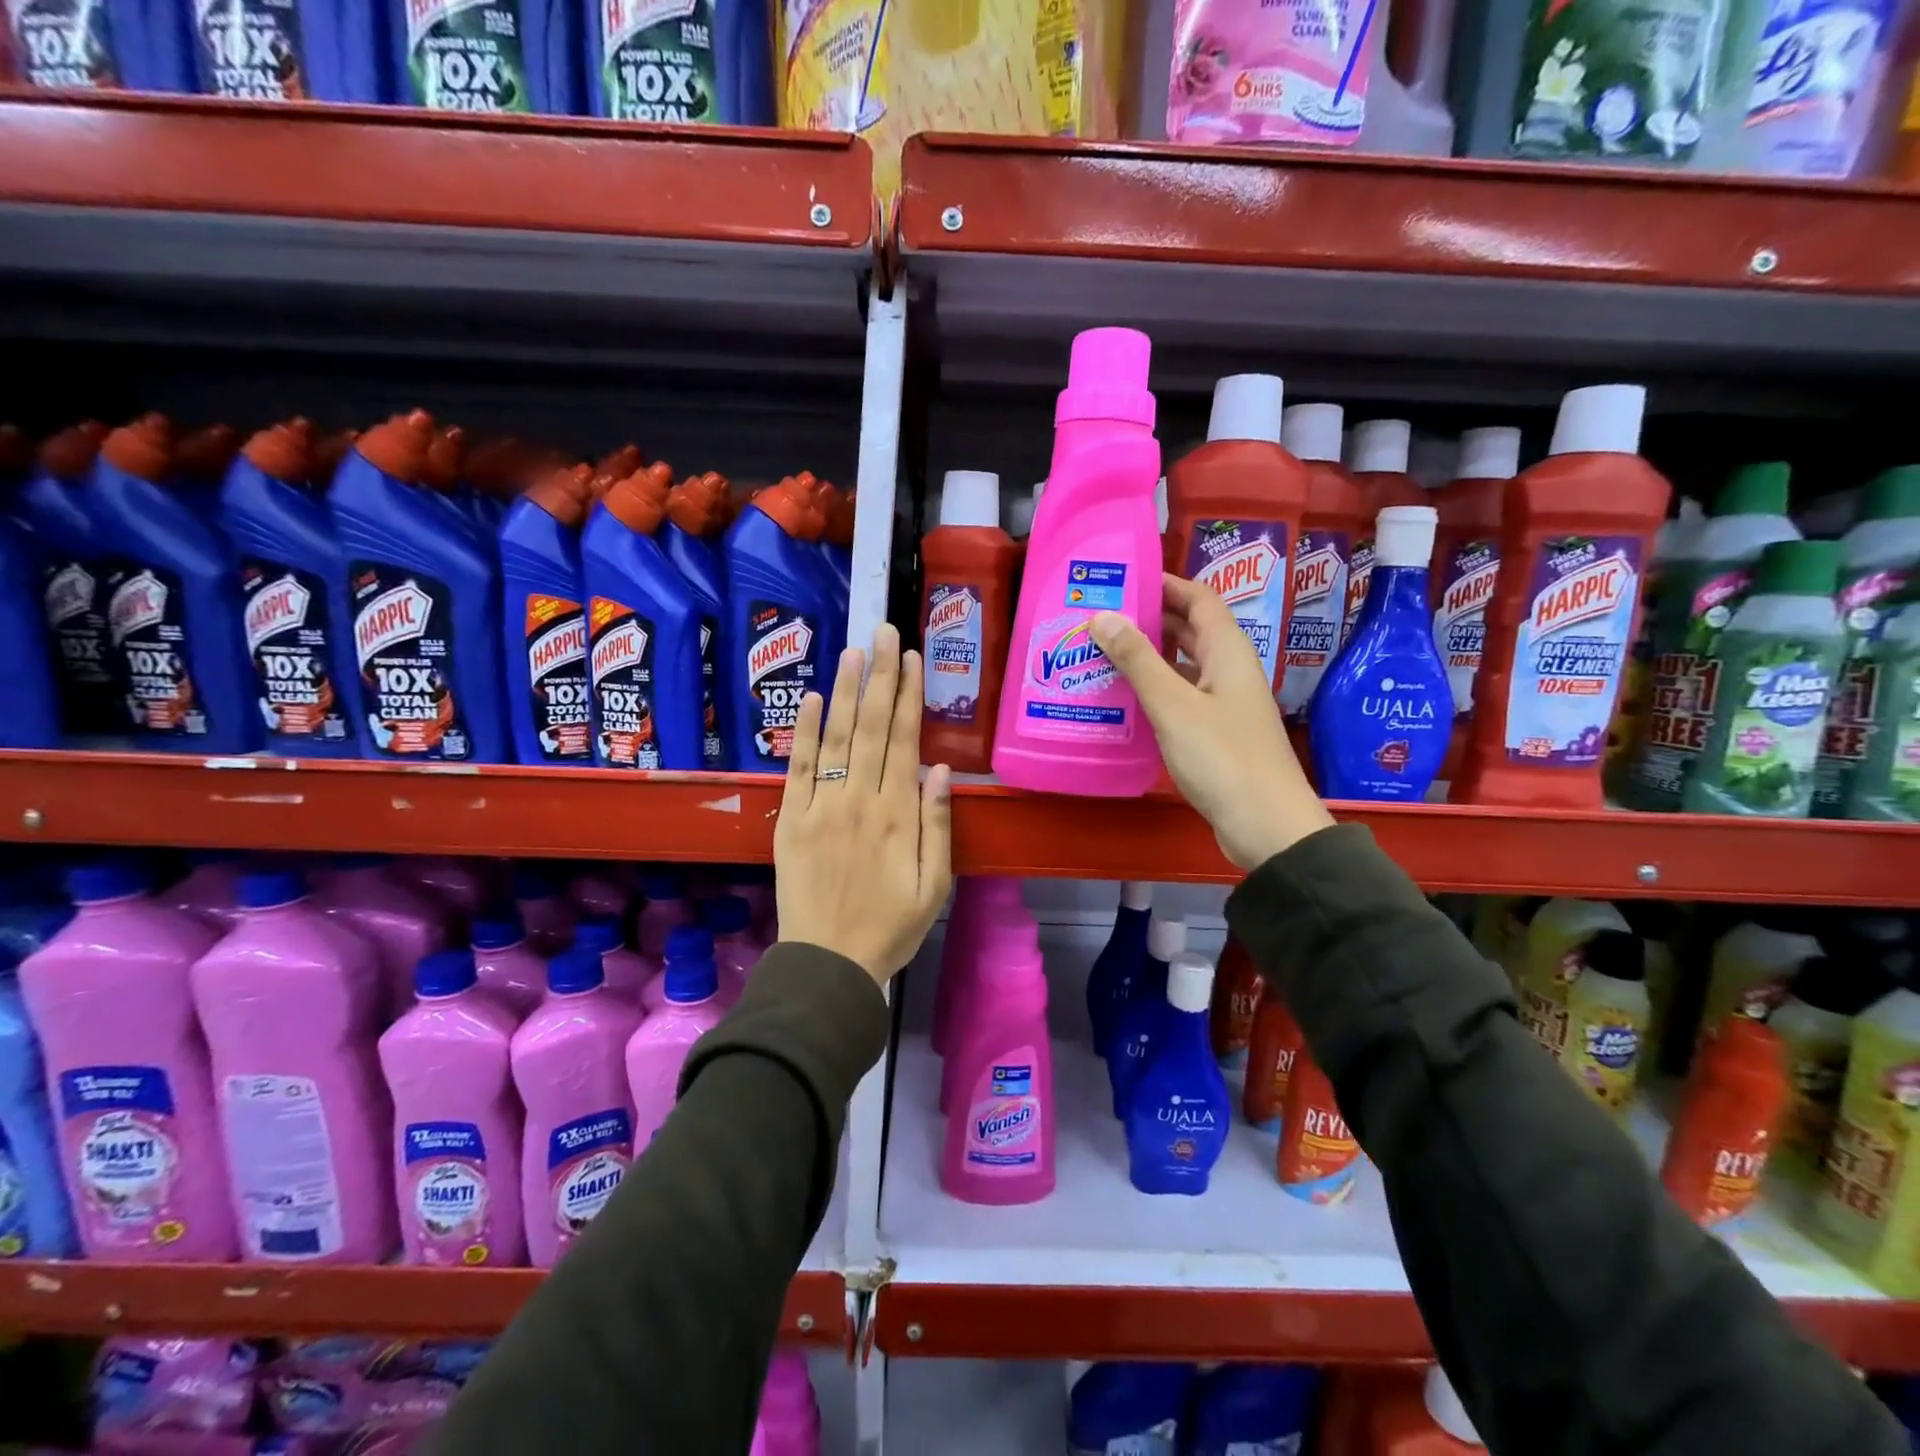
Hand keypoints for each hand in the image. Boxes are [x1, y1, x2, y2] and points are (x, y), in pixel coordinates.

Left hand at [774, 624, 953, 984]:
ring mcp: (821, 807)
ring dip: (847, 690)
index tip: (910, 657)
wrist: (829, 963)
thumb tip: (943, 770)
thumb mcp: (935, 885)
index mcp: (898, 814)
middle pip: (872, 727)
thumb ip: (939, 825)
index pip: (904, 740)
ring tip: (854, 650)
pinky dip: (806, 731)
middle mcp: (860, 800)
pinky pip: (799, 767)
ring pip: (837, 737)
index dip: (909, 695)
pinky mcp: (790, 819)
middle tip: (883, 631)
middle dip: (880, 676)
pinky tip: (816, 698)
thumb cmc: (891, 927)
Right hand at [1091, 574, 1332, 870]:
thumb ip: (1138, 660)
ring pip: (1182, 665)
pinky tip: (1122, 699)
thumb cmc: (1222, 758)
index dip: (1165, 583)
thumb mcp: (1173, 706)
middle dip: (1149, 618)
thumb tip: (1103, 616)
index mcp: (1227, 652)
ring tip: (1101, 653)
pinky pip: (1180, 697)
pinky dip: (1153, 690)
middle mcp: (1228, 670)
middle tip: (1100, 616)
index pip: (1199, 598)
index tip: (1122, 580)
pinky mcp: (1215, 733)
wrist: (1266, 826)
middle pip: (1190, 629)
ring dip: (1148, 656)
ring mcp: (1223, 703)